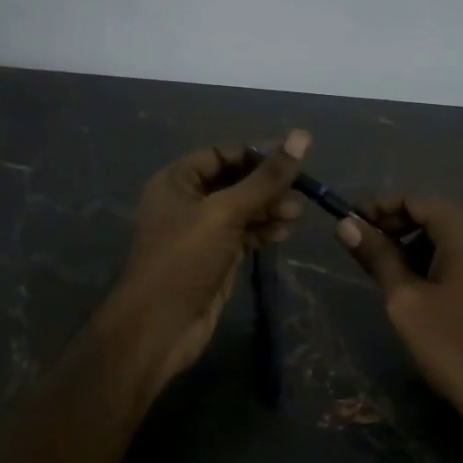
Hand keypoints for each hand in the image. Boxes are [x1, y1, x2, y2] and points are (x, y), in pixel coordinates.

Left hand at [93, 131, 309, 388]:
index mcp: (177, 180)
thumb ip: (265, 178)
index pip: (222, 154)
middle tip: (302, 190)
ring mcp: (201, 232)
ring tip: (297, 213)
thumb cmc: (185, 258)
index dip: (256, 154)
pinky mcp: (215, 258)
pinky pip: (243, 234)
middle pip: (235, 181)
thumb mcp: (225, 212)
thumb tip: (302, 136)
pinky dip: (264, 230)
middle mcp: (187, 201)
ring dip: (269, 208)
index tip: (293, 159)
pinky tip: (285, 231)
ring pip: (242, 209)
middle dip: (267, 184)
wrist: (160, 326)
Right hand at [335, 197, 462, 407]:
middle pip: (433, 213)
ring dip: (413, 245)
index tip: (348, 226)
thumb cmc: (454, 346)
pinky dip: (435, 260)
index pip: (414, 199)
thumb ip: (377, 257)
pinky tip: (416, 288)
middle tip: (362, 251)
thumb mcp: (405, 300)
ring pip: (448, 236)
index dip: (377, 208)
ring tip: (385, 273)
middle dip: (394, 226)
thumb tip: (345, 224)